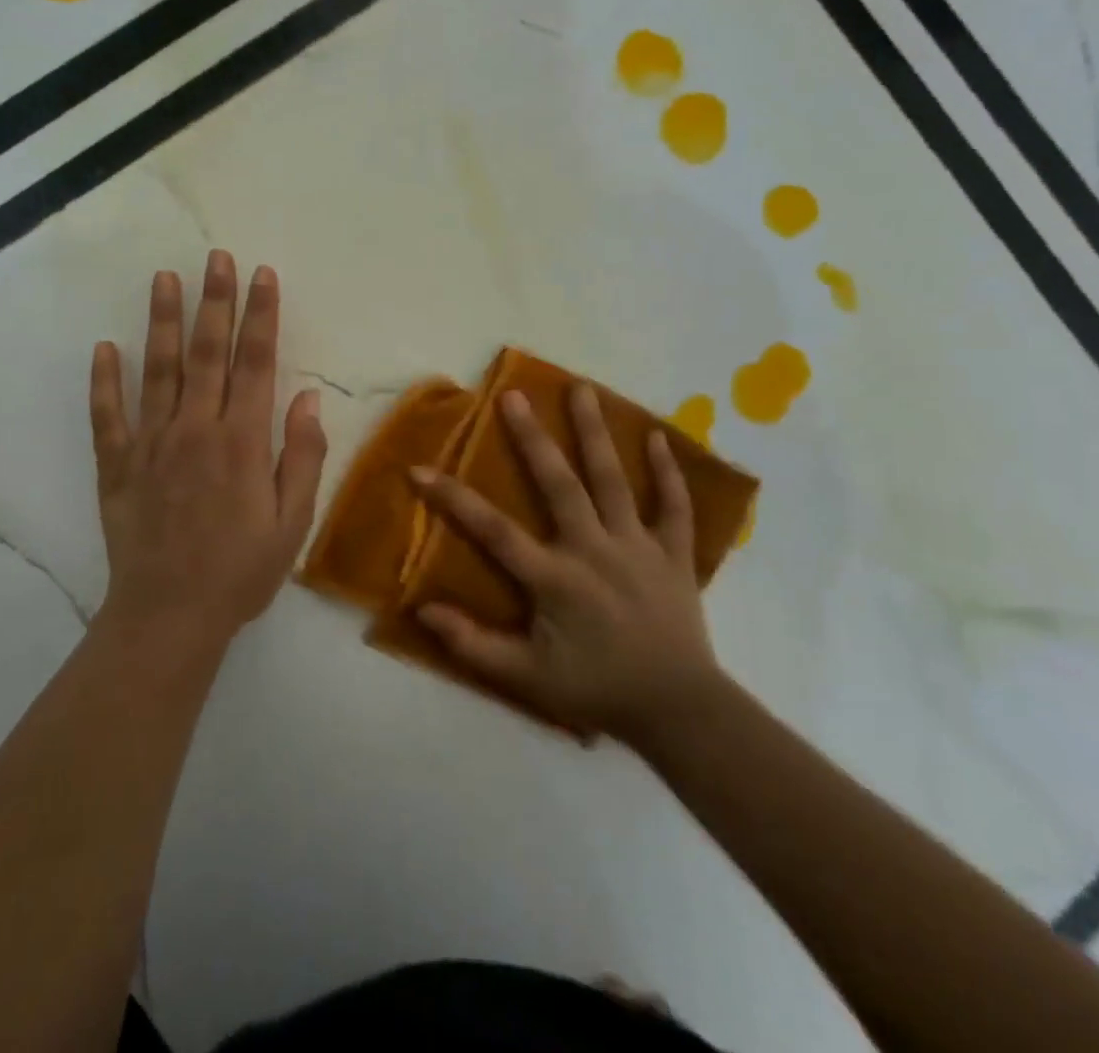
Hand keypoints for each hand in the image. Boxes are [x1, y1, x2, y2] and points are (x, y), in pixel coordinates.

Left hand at [89, 250, 326, 646]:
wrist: (169, 618)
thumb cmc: (240, 572)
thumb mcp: (292, 523)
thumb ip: (303, 457)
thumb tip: (308, 400)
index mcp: (242, 442)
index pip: (255, 364)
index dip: (261, 316)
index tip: (263, 275)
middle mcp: (196, 430)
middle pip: (207, 353)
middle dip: (215, 301)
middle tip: (216, 257)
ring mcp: (151, 444)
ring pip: (157, 370)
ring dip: (161, 321)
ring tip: (163, 278)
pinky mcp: (117, 466)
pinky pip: (108, 415)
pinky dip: (104, 380)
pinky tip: (104, 347)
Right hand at [413, 384, 723, 739]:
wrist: (678, 711)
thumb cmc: (597, 689)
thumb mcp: (526, 678)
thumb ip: (473, 644)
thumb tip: (422, 610)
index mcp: (555, 577)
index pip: (494, 530)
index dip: (454, 499)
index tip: (420, 469)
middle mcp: (594, 548)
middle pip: (559, 484)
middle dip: (532, 438)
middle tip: (513, 396)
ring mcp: (637, 546)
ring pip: (614, 480)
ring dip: (595, 433)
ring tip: (581, 389)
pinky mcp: (674, 554)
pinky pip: (674, 507)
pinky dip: (669, 473)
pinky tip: (659, 436)